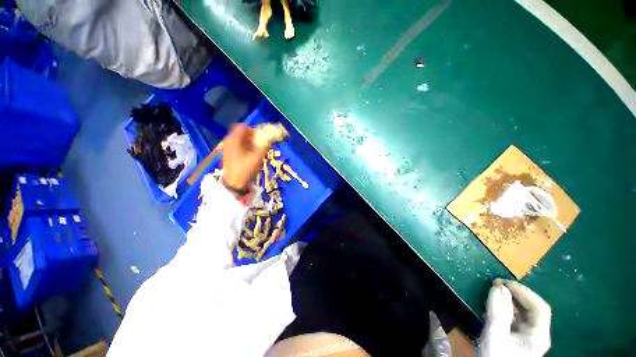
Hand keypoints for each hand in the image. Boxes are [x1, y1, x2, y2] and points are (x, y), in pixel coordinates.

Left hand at [221, 124, 267, 191]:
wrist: (233, 184)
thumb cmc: (245, 169)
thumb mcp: (257, 157)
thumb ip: (264, 146)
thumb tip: (269, 139)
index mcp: (234, 139)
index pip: (244, 127)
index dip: (253, 130)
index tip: (260, 138)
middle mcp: (228, 141)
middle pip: (241, 132)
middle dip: (251, 136)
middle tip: (259, 144)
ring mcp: (227, 147)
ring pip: (239, 138)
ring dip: (249, 142)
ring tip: (255, 150)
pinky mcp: (228, 153)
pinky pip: (237, 144)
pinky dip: (244, 146)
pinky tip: (249, 155)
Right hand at [478, 279, 551, 356]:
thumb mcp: (495, 335)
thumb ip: (498, 312)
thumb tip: (498, 286)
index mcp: (538, 335)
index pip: (539, 307)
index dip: (523, 291)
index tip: (502, 282)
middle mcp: (536, 334)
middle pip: (531, 309)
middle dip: (514, 294)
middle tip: (494, 285)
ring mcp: (527, 337)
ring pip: (522, 313)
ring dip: (507, 301)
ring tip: (491, 294)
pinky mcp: (516, 339)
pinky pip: (513, 319)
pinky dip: (503, 310)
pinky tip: (491, 309)